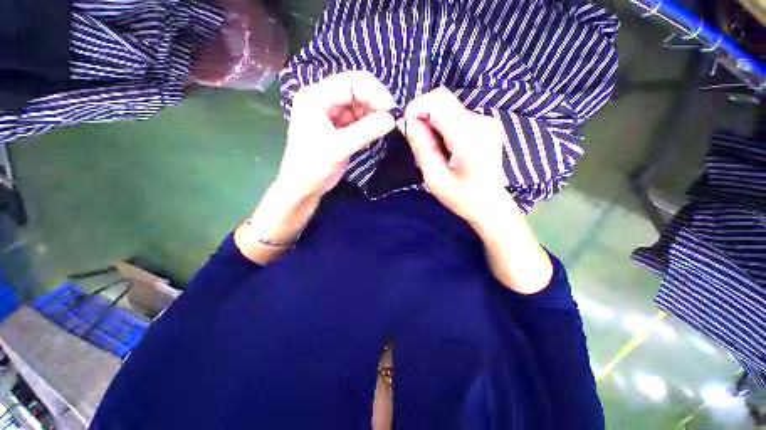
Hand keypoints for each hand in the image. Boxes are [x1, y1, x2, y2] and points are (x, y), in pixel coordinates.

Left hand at [276, 71, 396, 201]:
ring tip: (381, 132)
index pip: (353, 82)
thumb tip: (393, 119)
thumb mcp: (339, 148)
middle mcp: (323, 98)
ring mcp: (331, 112)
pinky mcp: (338, 125)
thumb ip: (366, 131)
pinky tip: (371, 138)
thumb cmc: (313, 167)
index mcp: (316, 96)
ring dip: (374, 117)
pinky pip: (359, 119)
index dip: (376, 94)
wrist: (303, 187)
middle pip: (358, 90)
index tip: (393, 113)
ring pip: (361, 105)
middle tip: (391, 123)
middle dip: (377, 105)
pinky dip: (369, 126)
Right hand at [402, 87, 507, 223]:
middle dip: (423, 114)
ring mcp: (486, 121)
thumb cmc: (461, 197)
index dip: (417, 109)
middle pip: (443, 100)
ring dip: (432, 121)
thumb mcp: (435, 178)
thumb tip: (405, 122)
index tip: (407, 129)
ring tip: (432, 147)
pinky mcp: (485, 124)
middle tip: (417, 140)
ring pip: (449, 106)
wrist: (490, 205)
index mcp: (469, 136)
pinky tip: (444, 145)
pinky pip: (457, 114)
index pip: (438, 101)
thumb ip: (421, 147)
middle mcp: (481, 121)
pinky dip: (443, 125)